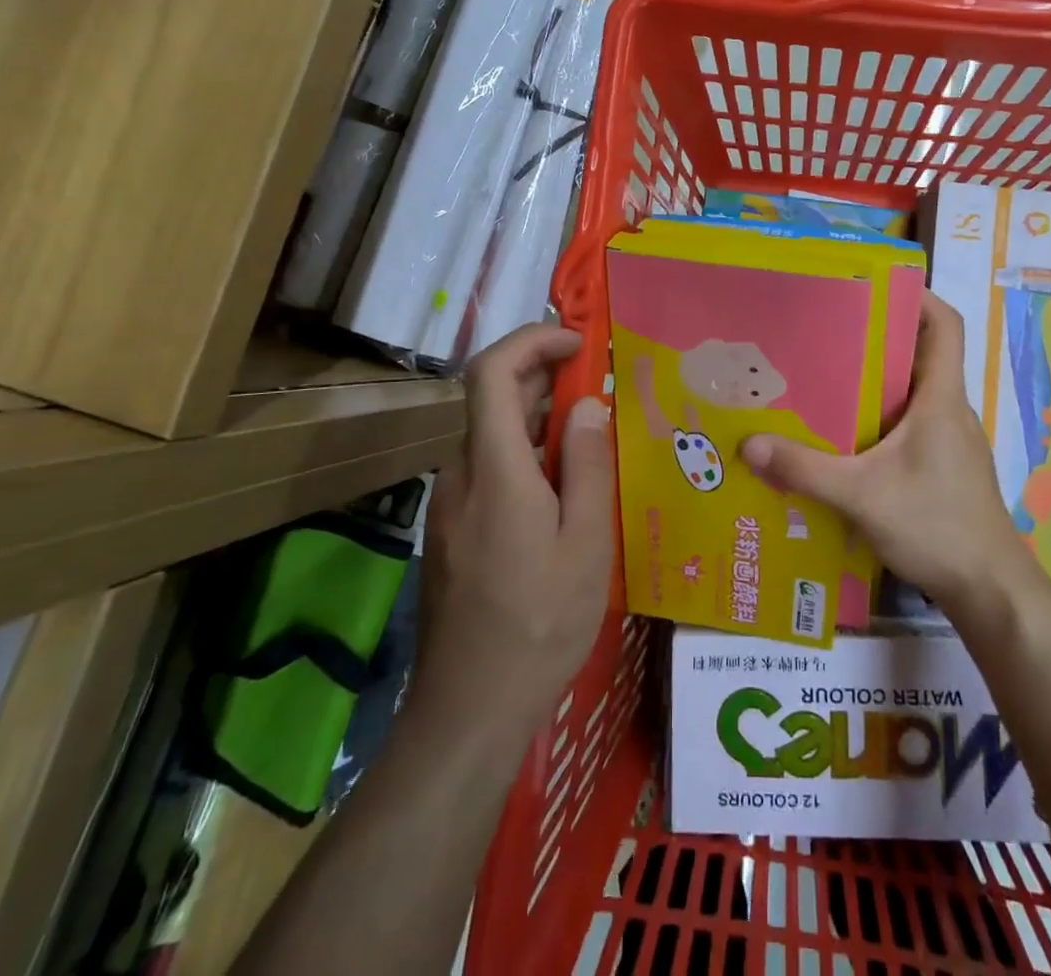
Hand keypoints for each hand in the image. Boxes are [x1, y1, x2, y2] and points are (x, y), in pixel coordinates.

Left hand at [412, 325, 613, 741]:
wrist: (468, 709)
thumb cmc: (540, 624)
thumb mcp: (585, 543)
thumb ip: (586, 464)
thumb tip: (587, 404)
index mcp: (494, 470)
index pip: (491, 372)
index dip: (532, 340)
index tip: (578, 343)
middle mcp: (460, 475)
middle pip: (492, 399)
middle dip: (545, 379)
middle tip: (601, 392)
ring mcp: (448, 504)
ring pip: (491, 435)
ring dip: (538, 419)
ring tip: (591, 442)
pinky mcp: (449, 529)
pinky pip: (488, 469)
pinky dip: (525, 455)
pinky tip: (561, 491)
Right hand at [741, 294, 1037, 614]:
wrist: (990, 590)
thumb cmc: (936, 525)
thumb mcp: (861, 496)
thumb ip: (804, 470)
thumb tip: (747, 445)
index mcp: (941, 398)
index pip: (944, 326)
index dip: (919, 296)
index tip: (875, 284)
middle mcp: (949, 410)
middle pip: (918, 355)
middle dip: (876, 337)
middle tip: (824, 331)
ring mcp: (948, 441)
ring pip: (911, 393)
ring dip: (874, 382)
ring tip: (822, 379)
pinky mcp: (941, 468)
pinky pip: (907, 426)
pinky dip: (878, 420)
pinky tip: (842, 440)